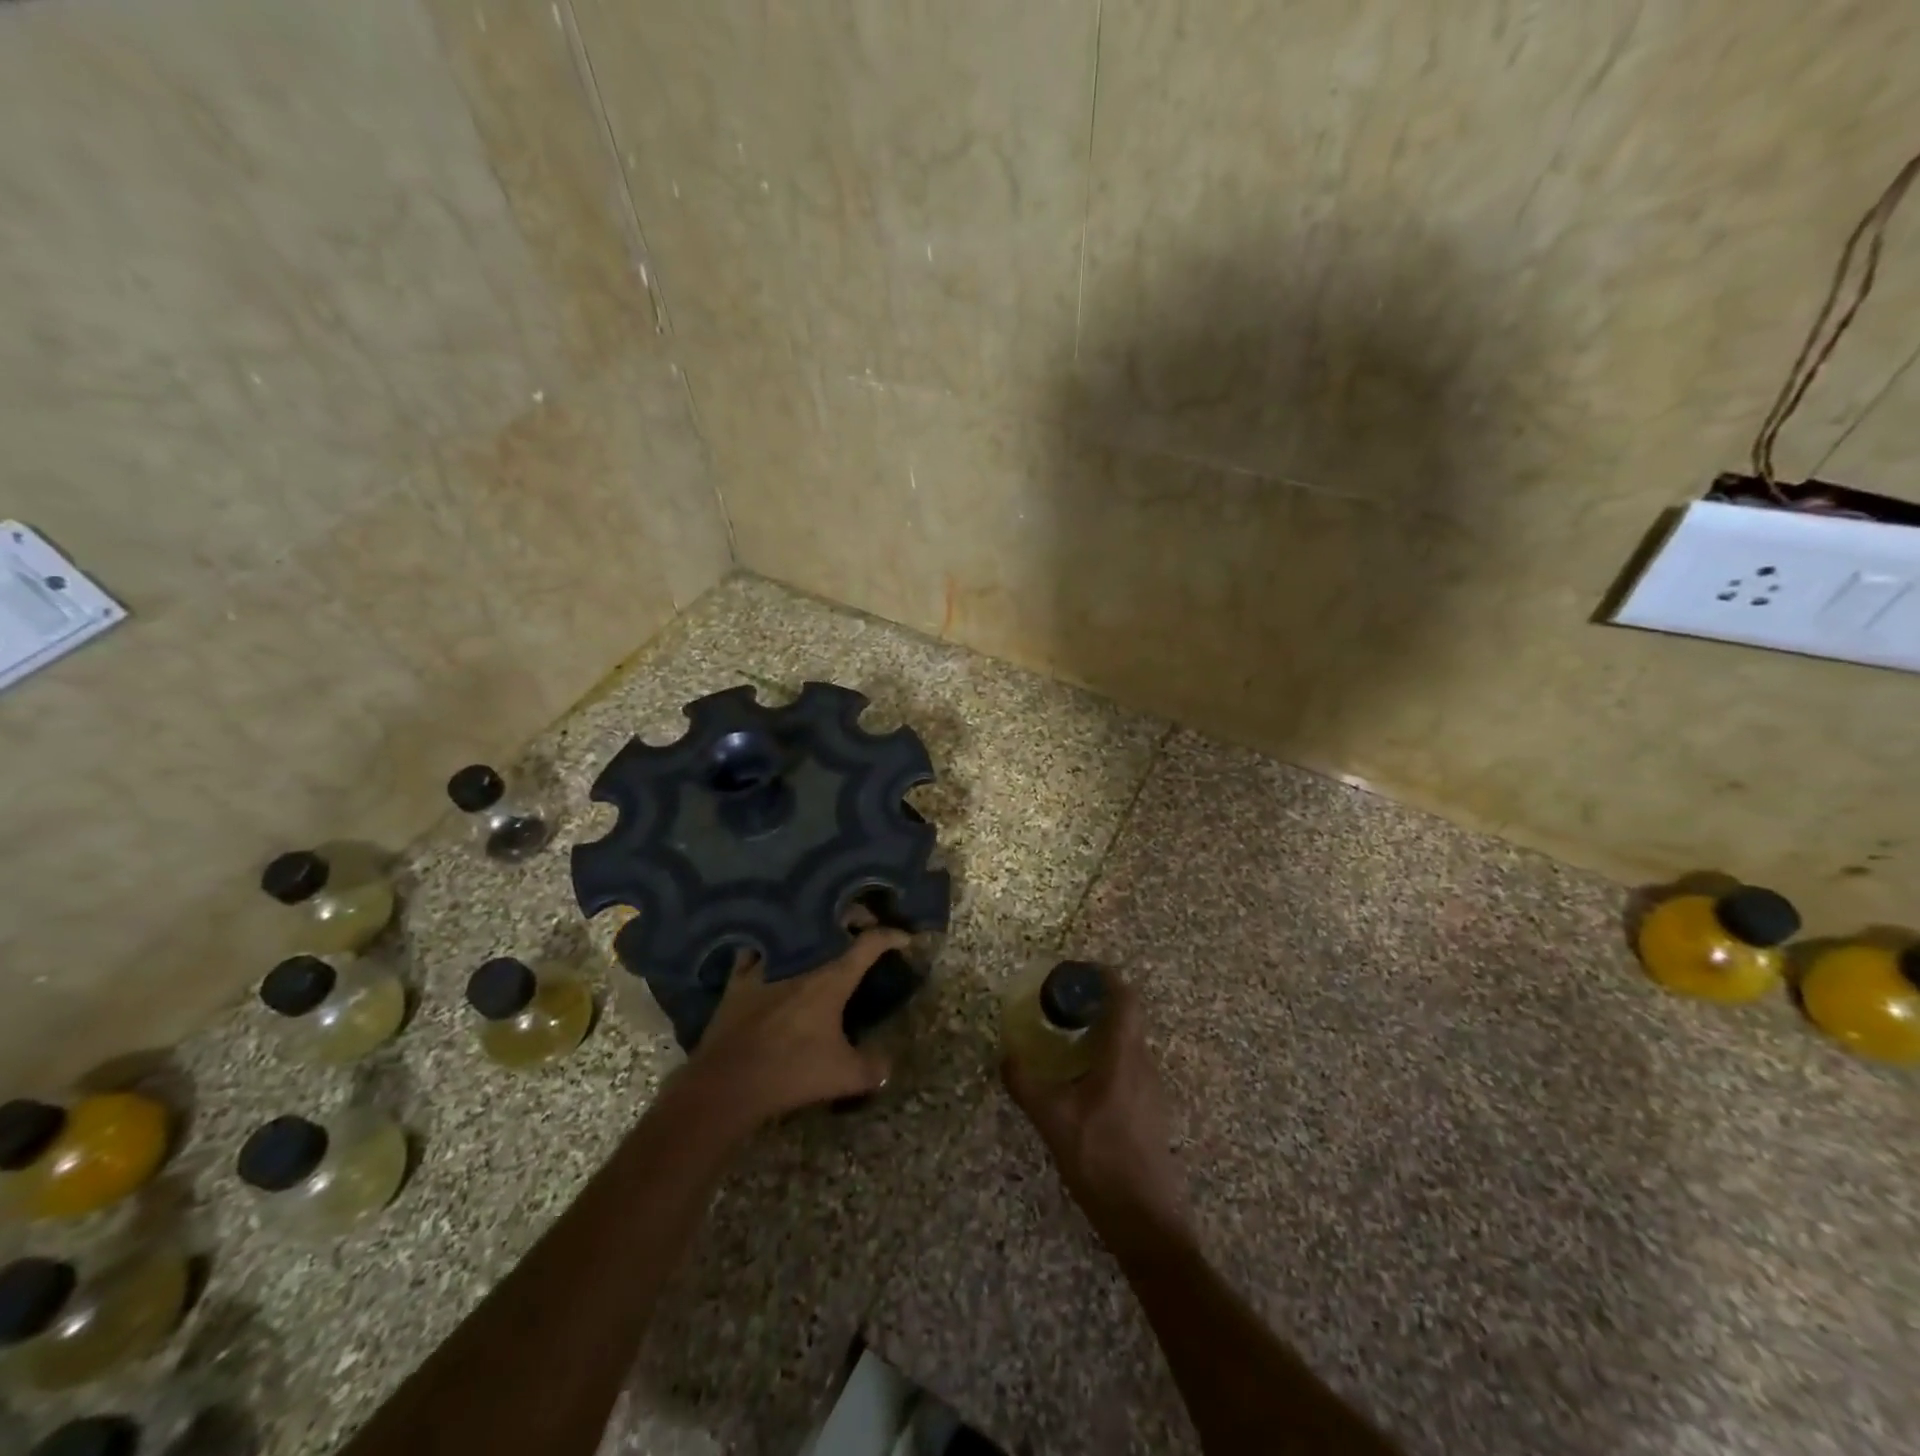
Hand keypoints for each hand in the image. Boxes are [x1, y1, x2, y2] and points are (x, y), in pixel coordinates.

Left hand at [688, 928, 909, 1129]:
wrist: (729, 1083)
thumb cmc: (792, 1072)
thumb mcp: (844, 1076)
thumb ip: (872, 1068)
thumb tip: (888, 1065)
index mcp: (832, 978)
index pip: (869, 944)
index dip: (891, 937)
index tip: (904, 939)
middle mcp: (802, 962)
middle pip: (833, 924)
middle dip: (854, 919)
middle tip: (864, 926)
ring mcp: (767, 966)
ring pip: (794, 932)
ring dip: (811, 928)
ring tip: (820, 935)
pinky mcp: (739, 980)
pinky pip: (755, 951)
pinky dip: (768, 945)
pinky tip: (771, 949)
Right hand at [1002, 971, 1188, 1245]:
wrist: (1146, 1222)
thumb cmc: (1100, 1160)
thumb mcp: (1052, 1120)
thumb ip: (1025, 1083)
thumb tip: (1005, 1056)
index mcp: (1123, 1056)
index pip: (1125, 998)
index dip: (1105, 977)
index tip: (1077, 971)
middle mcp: (1143, 1064)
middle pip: (1127, 1017)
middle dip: (1096, 1003)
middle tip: (1061, 1005)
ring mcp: (1152, 1090)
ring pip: (1129, 1044)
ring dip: (1102, 1031)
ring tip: (1067, 1040)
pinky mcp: (1151, 1112)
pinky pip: (1129, 1067)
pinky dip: (1107, 1057)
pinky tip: (1082, 1082)